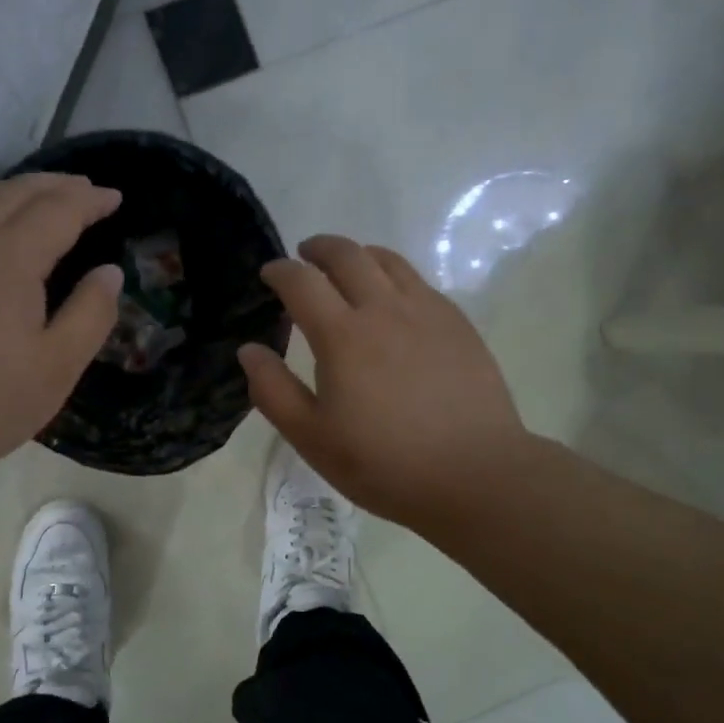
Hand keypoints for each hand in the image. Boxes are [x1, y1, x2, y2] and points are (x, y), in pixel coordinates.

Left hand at [0, 174, 124, 489]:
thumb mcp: (56, 367)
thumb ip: (91, 313)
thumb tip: (110, 272)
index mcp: (9, 255)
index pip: (60, 208)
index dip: (91, 200)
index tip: (116, 197)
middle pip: (18, 190)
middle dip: (58, 185)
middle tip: (87, 191)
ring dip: (21, 191)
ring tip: (47, 200)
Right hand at [238, 235, 528, 534]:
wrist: (475, 474)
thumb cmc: (384, 463)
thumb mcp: (312, 438)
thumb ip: (273, 390)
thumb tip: (248, 350)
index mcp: (342, 335)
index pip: (301, 281)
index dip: (280, 271)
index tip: (269, 274)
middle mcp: (383, 309)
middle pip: (346, 254)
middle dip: (318, 248)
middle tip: (305, 256)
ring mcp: (426, 311)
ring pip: (387, 260)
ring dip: (358, 254)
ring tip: (347, 268)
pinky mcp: (457, 323)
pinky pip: (418, 280)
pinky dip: (392, 275)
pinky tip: (392, 300)